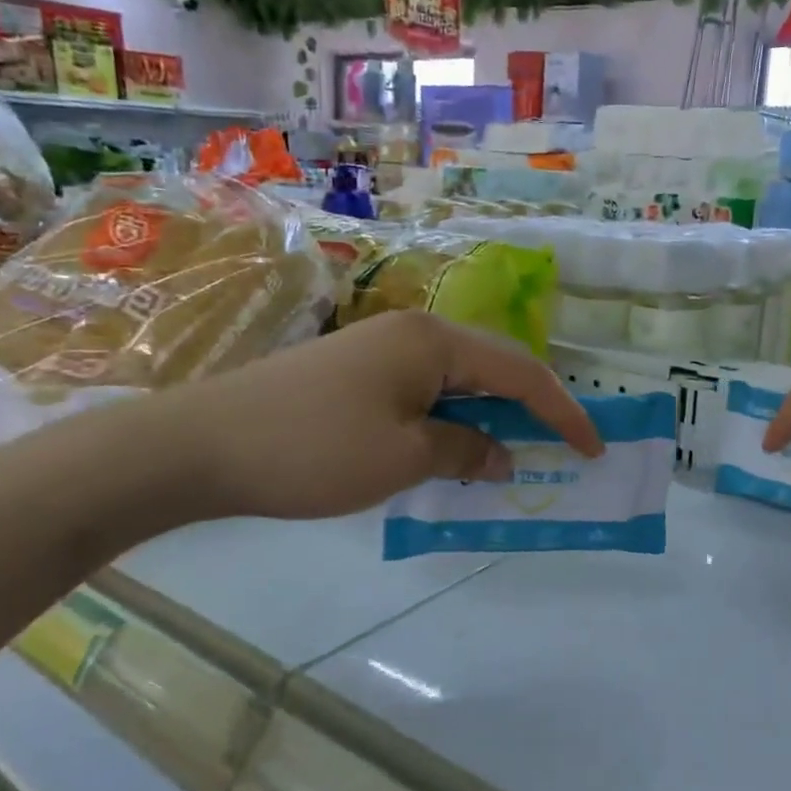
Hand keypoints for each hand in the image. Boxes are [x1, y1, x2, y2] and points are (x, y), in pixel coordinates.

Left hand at [141, 311, 602, 521]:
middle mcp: (413, 332)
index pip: (521, 372)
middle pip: (493, 368)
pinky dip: (450, 422)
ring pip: (457, 382)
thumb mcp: (402, 458)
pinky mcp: (355, 371)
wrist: (198, 445)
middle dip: (531, 410)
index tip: (592, 449)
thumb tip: (500, 454)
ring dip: (488, 418)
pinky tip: (452, 450)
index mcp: (434, 341)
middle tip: (560, 450)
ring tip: (511, 456)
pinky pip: (423, 393)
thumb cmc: (313, 449)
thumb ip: (465, 451)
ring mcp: (380, 349)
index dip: (563, 412)